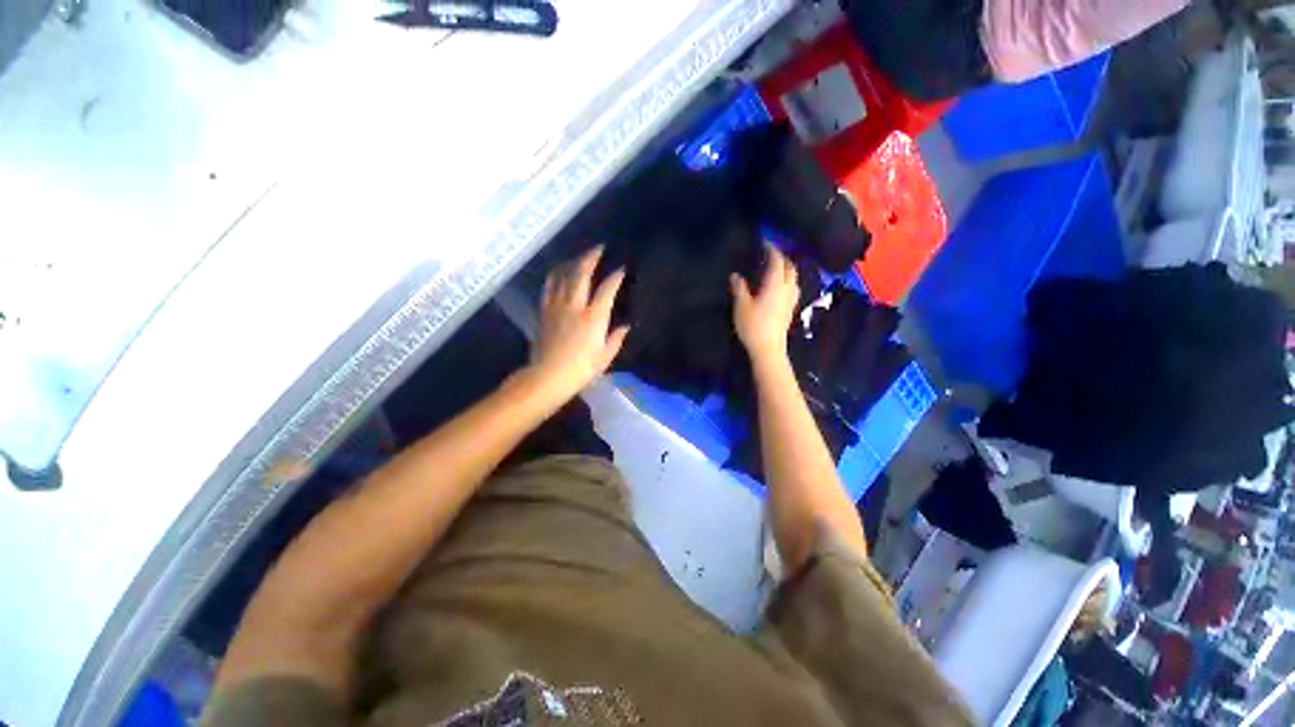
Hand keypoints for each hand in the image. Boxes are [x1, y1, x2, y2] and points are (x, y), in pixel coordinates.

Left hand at [528, 246, 629, 401]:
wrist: (548, 376)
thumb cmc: (581, 370)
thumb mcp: (605, 357)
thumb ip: (616, 339)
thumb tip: (625, 326)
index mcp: (593, 317)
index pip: (607, 289)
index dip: (616, 276)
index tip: (622, 268)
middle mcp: (575, 306)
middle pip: (581, 273)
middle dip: (591, 257)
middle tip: (599, 248)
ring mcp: (556, 306)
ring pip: (563, 275)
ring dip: (572, 262)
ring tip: (579, 257)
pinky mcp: (544, 311)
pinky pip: (549, 287)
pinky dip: (555, 276)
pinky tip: (559, 273)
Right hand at [731, 243, 798, 365]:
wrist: (768, 349)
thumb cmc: (753, 326)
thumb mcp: (741, 306)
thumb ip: (739, 288)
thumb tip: (735, 275)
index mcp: (775, 285)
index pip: (777, 261)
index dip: (772, 249)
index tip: (765, 241)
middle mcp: (786, 290)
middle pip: (790, 268)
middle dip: (783, 257)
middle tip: (771, 253)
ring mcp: (790, 301)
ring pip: (794, 279)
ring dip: (787, 269)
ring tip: (776, 268)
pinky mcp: (790, 310)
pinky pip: (792, 289)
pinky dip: (787, 281)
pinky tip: (779, 287)